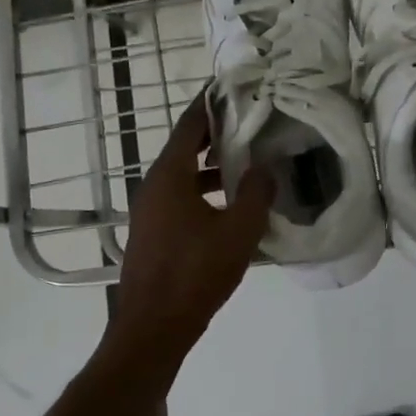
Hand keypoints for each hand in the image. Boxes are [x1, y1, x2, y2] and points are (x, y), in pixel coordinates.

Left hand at [110, 93, 273, 351]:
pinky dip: (202, 191)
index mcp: (169, 176)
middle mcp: (153, 186)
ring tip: (247, 165)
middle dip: (215, 135)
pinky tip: (230, 207)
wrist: (152, 328)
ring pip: (182, 176)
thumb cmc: (195, 274)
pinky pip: (179, 198)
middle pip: (184, 148)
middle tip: (249, 124)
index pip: (189, 125)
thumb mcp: (238, 232)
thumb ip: (256, 195)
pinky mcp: (153, 232)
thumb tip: (265, 168)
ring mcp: (149, 211)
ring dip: (211, 167)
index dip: (209, 104)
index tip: (230, 87)